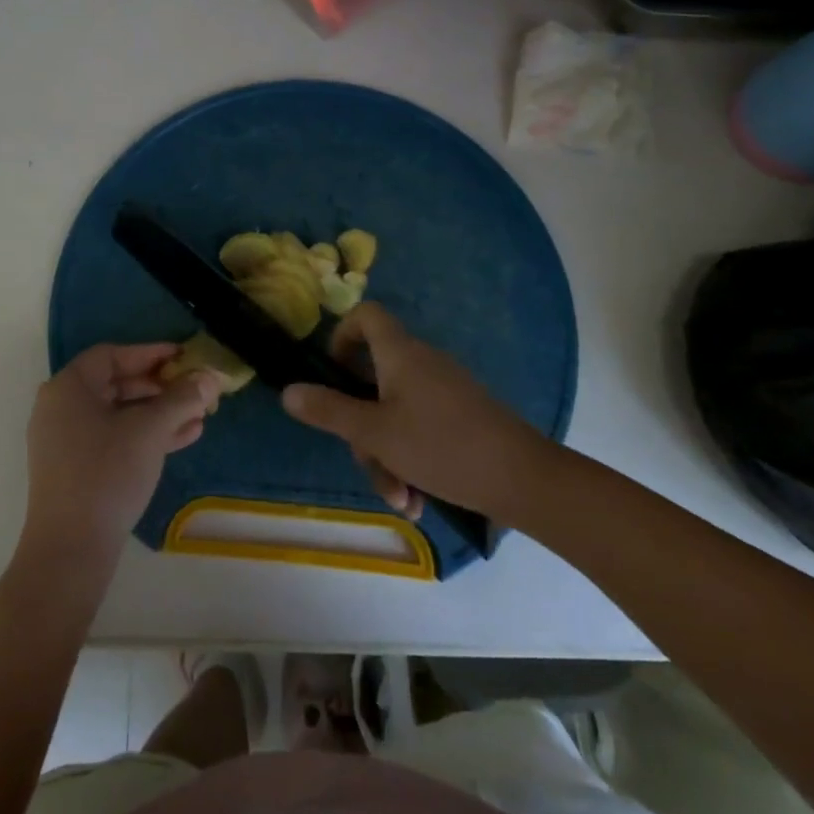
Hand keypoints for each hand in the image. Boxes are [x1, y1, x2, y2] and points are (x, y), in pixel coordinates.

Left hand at [22, 343, 219, 569]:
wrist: (71, 549)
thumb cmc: (107, 473)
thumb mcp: (150, 430)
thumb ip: (182, 398)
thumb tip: (210, 377)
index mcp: (68, 388)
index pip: (113, 355)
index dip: (150, 353)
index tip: (183, 357)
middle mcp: (61, 408)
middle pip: (117, 383)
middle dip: (161, 387)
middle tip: (195, 389)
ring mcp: (66, 441)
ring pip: (119, 414)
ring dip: (160, 413)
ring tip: (200, 416)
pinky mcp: (76, 469)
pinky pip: (114, 438)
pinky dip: (145, 435)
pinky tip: (184, 438)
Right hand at [282, 303, 541, 523]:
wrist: (525, 479)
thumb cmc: (442, 447)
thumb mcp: (375, 434)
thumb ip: (329, 411)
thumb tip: (288, 391)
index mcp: (400, 353)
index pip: (365, 314)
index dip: (341, 335)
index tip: (333, 375)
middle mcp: (421, 362)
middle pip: (373, 379)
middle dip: (363, 428)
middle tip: (367, 462)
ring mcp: (443, 389)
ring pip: (394, 413)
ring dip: (387, 456)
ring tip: (401, 499)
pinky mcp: (460, 415)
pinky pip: (420, 427)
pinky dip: (411, 459)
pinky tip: (419, 499)